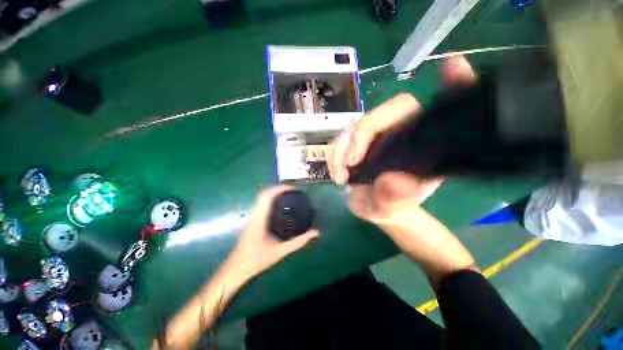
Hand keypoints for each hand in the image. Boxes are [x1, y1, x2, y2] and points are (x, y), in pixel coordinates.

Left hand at [228, 186, 318, 280]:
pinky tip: (278, 206)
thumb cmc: (257, 260)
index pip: (267, 197)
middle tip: (292, 191)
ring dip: (273, 193)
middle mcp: (254, 215)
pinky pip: (260, 204)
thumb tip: (314, 233)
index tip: (292, 189)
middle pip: (264, 194)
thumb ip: (298, 242)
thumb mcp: (280, 251)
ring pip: (261, 198)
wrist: (237, 269)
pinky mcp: (251, 220)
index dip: (279, 189)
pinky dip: (270, 200)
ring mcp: (251, 217)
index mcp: (259, 220)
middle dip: (278, 189)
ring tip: (287, 195)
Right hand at [329, 55, 475, 223]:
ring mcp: (378, 135)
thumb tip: (394, 181)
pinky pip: (342, 137)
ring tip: (340, 175)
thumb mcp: (392, 208)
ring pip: (355, 125)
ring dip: (341, 148)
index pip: (439, 111)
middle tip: (349, 164)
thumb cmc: (390, 207)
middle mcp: (402, 134)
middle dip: (360, 136)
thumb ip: (395, 197)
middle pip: (383, 113)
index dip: (451, 86)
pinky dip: (335, 153)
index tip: (453, 67)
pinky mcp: (359, 141)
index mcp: (422, 147)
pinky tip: (336, 173)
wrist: (373, 208)